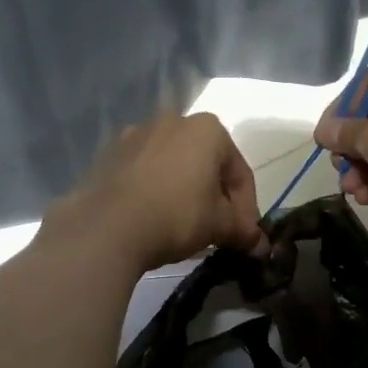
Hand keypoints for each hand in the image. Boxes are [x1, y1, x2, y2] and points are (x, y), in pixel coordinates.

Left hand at [48, 112, 265, 272]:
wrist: (106, 228)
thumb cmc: (177, 216)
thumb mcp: (219, 226)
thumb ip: (243, 231)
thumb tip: (262, 247)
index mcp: (208, 129)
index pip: (239, 172)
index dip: (247, 208)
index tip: (244, 236)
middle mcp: (173, 120)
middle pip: (207, 164)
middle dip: (216, 197)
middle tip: (217, 231)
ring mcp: (136, 134)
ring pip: (174, 166)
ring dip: (185, 192)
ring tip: (184, 227)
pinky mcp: (109, 154)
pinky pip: (144, 173)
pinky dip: (155, 190)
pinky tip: (153, 218)